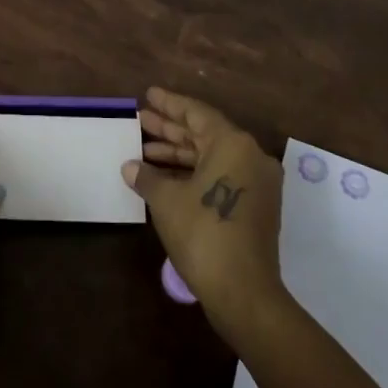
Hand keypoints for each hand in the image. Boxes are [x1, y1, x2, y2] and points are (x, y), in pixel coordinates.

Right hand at [125, 87, 286, 339]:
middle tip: (141, 119)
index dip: (169, 104)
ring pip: (212, 156)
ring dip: (179, 153)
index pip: (196, 113)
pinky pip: (220, 175)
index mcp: (233, 143)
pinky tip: (164, 176)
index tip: (148, 94)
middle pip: (204, 133)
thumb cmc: (203, 233)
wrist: (244, 293)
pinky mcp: (255, 205)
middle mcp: (250, 156)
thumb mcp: (166, 200)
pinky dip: (193, 172)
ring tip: (144, 149)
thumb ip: (148, 176)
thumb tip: (131, 167)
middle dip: (170, 128)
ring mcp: (256, 182)